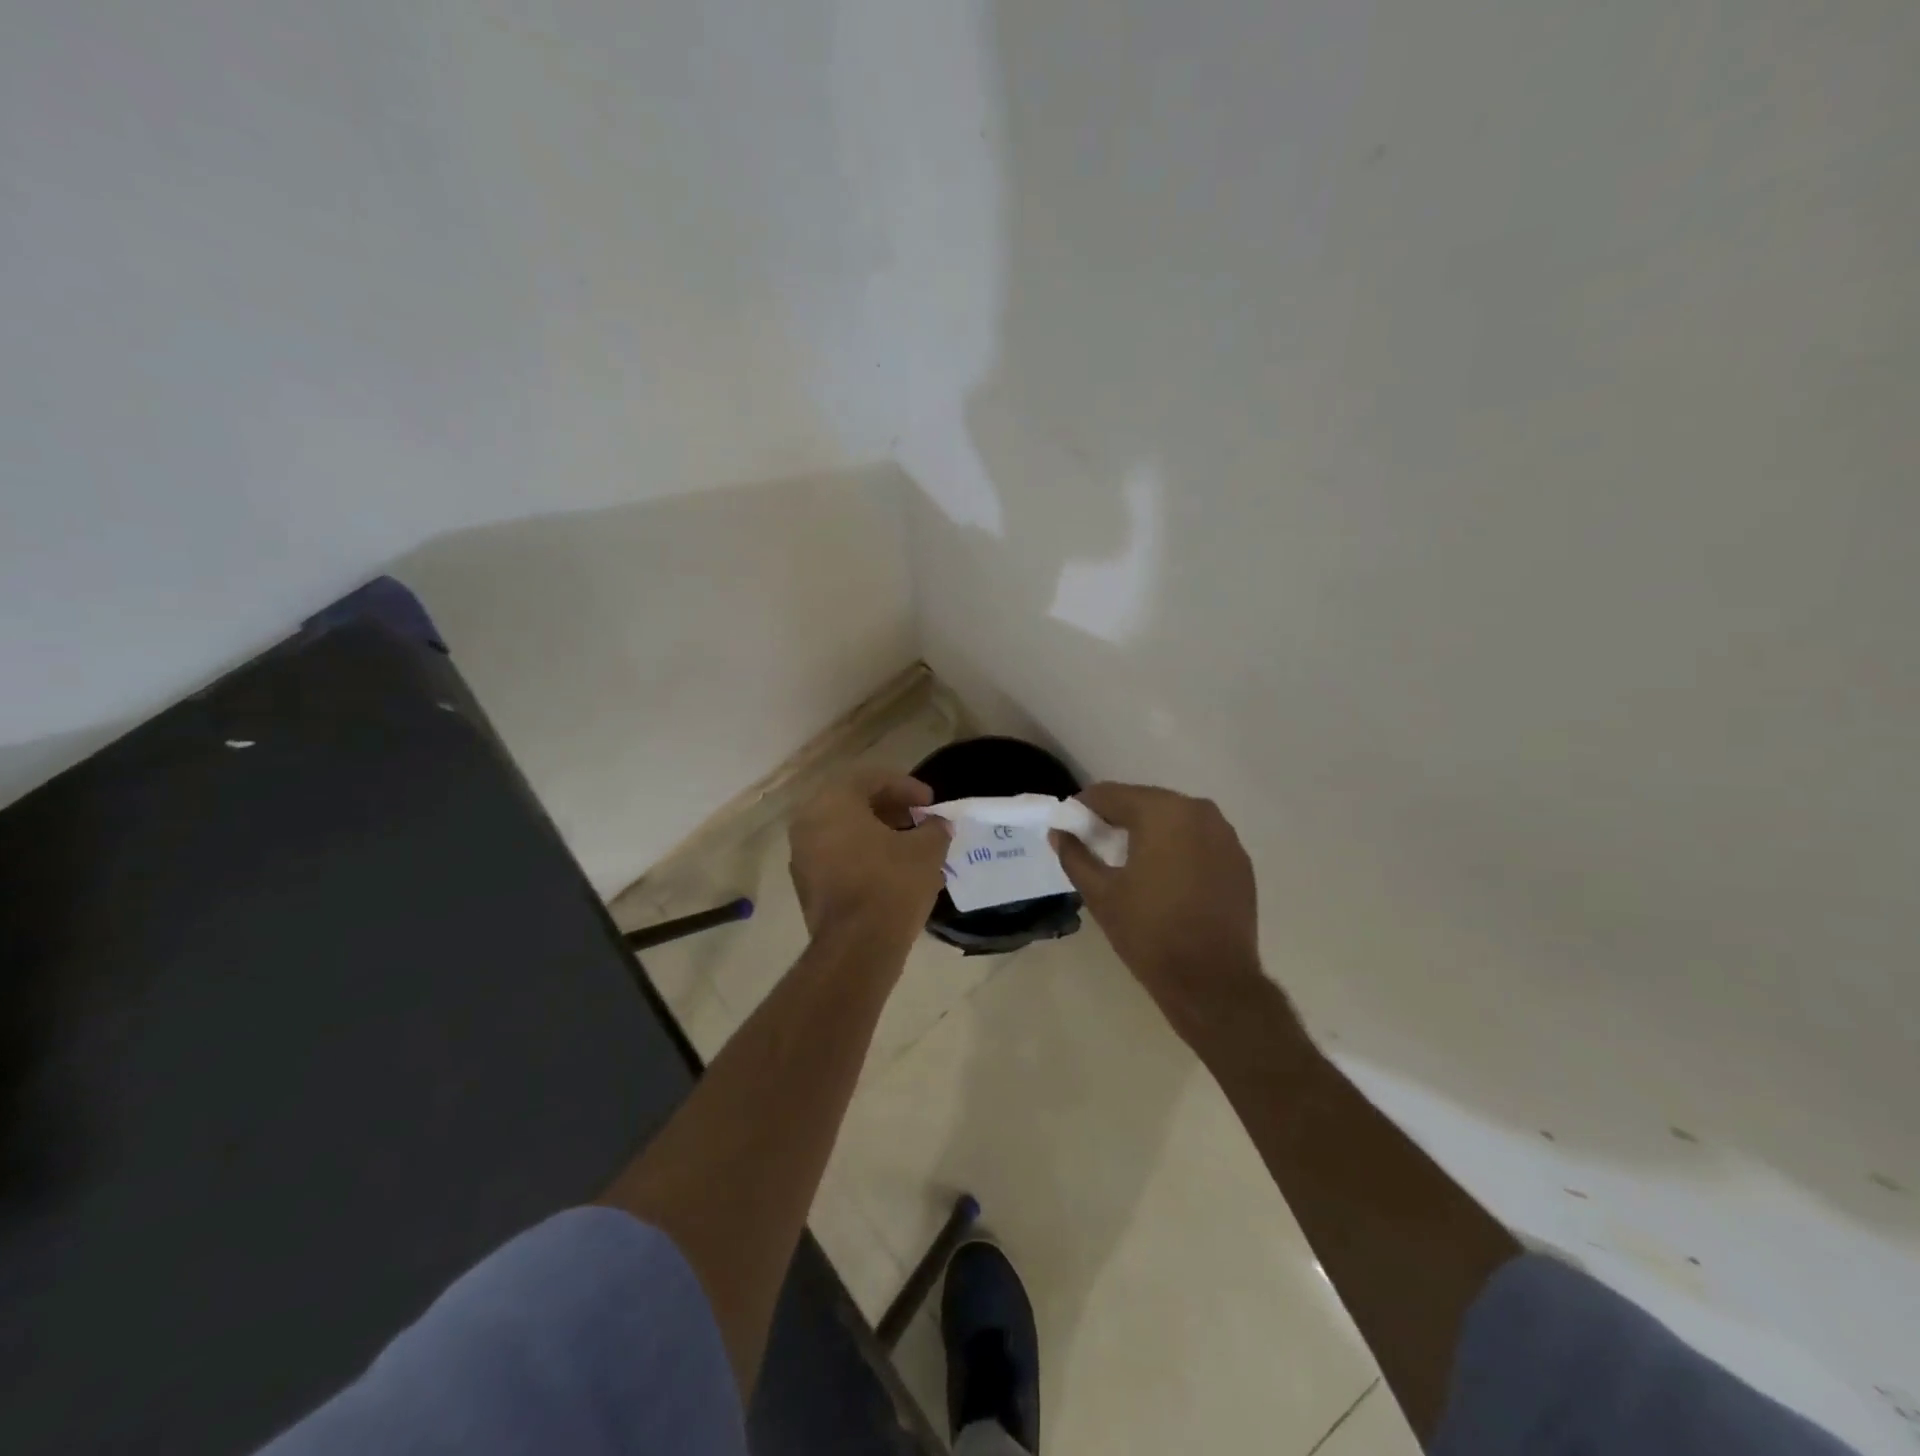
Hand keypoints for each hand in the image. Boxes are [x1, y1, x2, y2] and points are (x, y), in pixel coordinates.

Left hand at [789, 769, 953, 948]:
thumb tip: (937, 824)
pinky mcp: (805, 883)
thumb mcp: (926, 850)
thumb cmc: (891, 885)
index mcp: (834, 802)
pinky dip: (861, 853)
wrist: (856, 947)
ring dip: (876, 832)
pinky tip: (890, 869)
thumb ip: (934, 828)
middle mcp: (809, 821)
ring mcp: (801, 854)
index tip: (930, 802)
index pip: (872, 778)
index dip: (907, 786)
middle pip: (853, 801)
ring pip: (843, 829)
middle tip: (918, 819)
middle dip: (890, 808)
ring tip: (908, 845)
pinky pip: (835, 854)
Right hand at [1050, 783, 1272, 1041]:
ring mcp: (1225, 835)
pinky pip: (1198, 839)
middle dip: (1117, 817)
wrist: (1212, 981)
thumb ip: (1075, 856)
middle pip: (1145, 802)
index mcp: (1162, 812)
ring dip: (1149, 830)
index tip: (1069, 826)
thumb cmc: (1149, 932)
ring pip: (1174, 819)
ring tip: (1128, 859)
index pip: (1111, 794)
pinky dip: (1177, 847)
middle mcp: (1198, 811)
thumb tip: (1058, 833)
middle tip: (1095, 842)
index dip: (1084, 807)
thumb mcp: (1100, 893)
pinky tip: (1164, 875)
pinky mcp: (1239, 860)